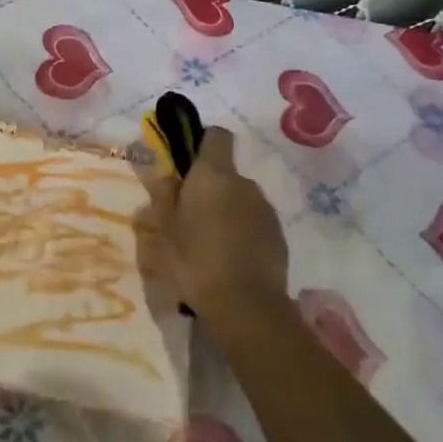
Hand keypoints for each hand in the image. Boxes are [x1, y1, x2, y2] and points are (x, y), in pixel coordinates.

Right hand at [136, 127, 288, 324]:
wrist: (245, 305)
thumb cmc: (194, 260)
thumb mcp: (164, 229)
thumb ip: (163, 195)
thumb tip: (166, 175)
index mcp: (213, 175)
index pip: (216, 136)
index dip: (202, 142)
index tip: (187, 165)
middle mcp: (244, 183)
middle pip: (225, 173)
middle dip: (209, 188)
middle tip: (189, 218)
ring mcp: (265, 209)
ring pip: (240, 199)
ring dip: (226, 211)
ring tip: (209, 244)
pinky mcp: (279, 235)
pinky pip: (254, 223)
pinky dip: (242, 232)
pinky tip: (229, 260)